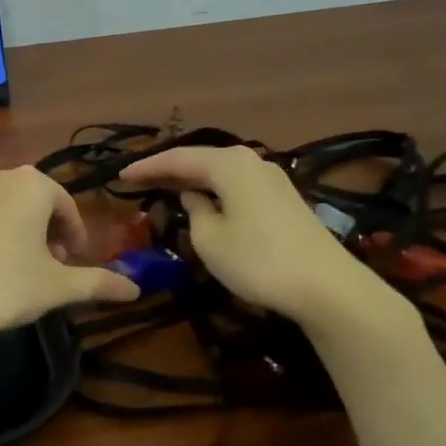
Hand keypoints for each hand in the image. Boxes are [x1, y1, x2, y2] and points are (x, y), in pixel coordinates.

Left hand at [0, 166, 139, 357]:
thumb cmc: (2, 287)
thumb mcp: (56, 287)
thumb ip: (99, 283)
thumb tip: (136, 289)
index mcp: (31, 184)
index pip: (66, 206)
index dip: (75, 236)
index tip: (73, 265)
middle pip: (32, 201)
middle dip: (45, 231)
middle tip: (46, 268)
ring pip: (0, 205)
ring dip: (13, 229)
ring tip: (13, 267)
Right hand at [119, 144, 409, 337]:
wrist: (326, 287)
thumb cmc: (258, 260)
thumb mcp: (210, 240)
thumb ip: (194, 212)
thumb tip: (195, 197)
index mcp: (229, 164)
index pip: (178, 158)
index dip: (147, 167)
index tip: (120, 177)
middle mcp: (251, 161)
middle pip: (201, 160)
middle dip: (169, 170)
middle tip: (138, 181)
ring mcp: (272, 179)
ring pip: (221, 172)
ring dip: (193, 179)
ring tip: (165, 189)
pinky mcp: (284, 200)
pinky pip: (237, 185)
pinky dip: (214, 190)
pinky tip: (204, 202)